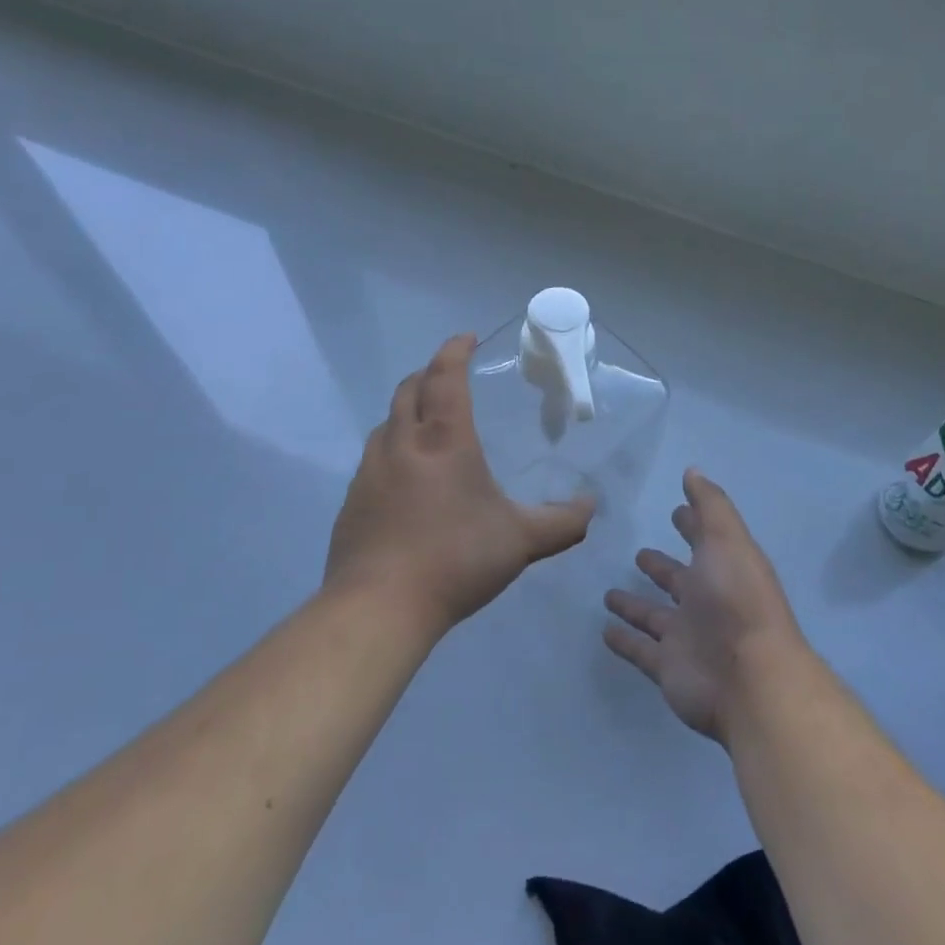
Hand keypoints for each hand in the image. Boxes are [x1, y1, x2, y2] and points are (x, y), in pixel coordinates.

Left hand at [324, 334, 594, 635]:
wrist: (379, 606)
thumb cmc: (456, 559)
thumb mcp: (521, 541)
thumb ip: (562, 522)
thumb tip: (591, 507)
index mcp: (444, 440)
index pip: (446, 377)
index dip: (455, 351)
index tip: (466, 338)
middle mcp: (402, 444)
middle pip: (409, 389)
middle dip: (429, 373)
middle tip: (448, 376)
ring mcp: (370, 471)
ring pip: (386, 423)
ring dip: (406, 411)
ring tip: (427, 424)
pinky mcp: (353, 500)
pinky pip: (373, 458)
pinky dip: (392, 449)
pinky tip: (406, 479)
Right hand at [603, 469, 805, 744]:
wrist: (749, 678)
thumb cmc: (737, 600)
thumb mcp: (727, 540)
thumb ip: (710, 506)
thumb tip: (693, 470)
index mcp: (723, 569)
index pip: (705, 540)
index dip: (692, 524)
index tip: (677, 510)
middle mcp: (706, 602)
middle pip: (679, 580)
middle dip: (662, 567)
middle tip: (639, 554)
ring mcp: (687, 637)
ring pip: (655, 617)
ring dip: (635, 606)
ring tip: (608, 594)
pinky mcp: (667, 667)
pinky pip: (640, 650)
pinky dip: (624, 641)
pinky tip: (604, 631)